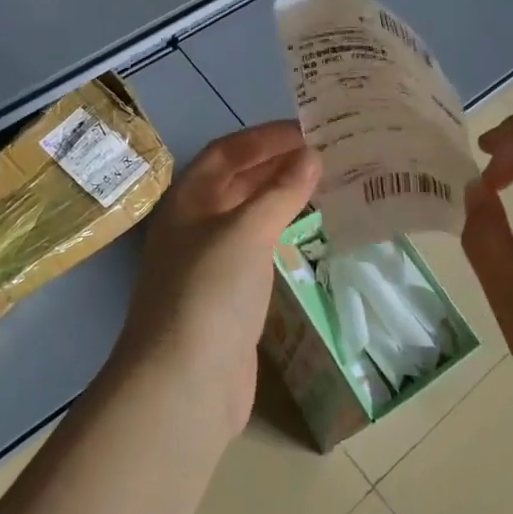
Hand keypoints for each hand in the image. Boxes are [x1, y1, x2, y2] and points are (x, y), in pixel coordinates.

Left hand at [115, 122, 320, 433]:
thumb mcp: (247, 231)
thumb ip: (281, 192)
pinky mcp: (229, 297)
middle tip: (327, 154)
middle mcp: (195, 225)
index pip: (227, 152)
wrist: (184, 383)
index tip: (309, 130)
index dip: (265, 137)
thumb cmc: (210, 292)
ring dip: (283, 199)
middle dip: (277, 165)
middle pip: (237, 182)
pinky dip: (283, 235)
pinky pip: (259, 250)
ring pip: (250, 216)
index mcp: (188, 200)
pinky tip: (309, 234)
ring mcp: (210, 263)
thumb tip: (311, 155)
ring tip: (327, 186)